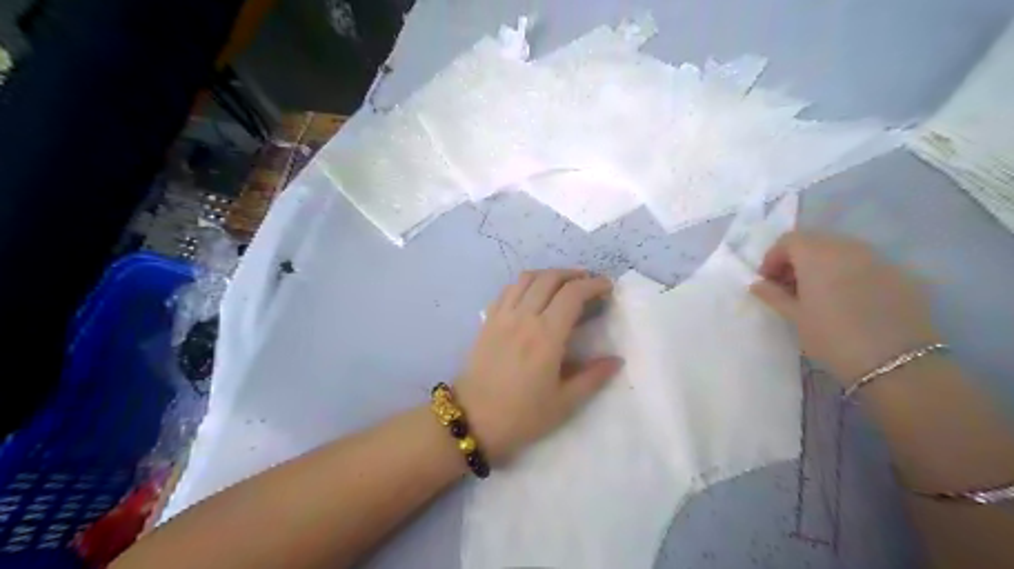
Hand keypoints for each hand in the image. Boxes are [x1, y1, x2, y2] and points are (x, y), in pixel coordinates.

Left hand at [456, 268, 621, 461]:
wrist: (473, 419)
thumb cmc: (522, 415)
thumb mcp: (564, 403)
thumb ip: (593, 377)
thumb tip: (616, 360)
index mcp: (546, 336)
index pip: (573, 294)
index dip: (593, 284)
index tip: (607, 287)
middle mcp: (524, 317)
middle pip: (550, 278)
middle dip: (574, 274)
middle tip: (589, 283)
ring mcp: (502, 316)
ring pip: (527, 278)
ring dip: (549, 274)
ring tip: (563, 284)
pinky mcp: (488, 320)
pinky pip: (508, 289)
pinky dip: (526, 283)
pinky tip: (533, 294)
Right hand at [746, 231, 938, 381]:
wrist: (897, 363)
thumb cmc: (832, 338)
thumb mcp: (795, 317)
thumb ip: (773, 295)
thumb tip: (758, 284)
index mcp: (817, 255)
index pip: (789, 240)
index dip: (773, 258)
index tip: (768, 283)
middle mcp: (848, 248)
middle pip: (816, 241)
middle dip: (797, 260)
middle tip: (790, 288)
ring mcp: (878, 259)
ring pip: (842, 251)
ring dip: (823, 266)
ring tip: (819, 295)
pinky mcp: (901, 275)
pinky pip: (866, 265)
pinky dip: (849, 274)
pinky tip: (849, 302)